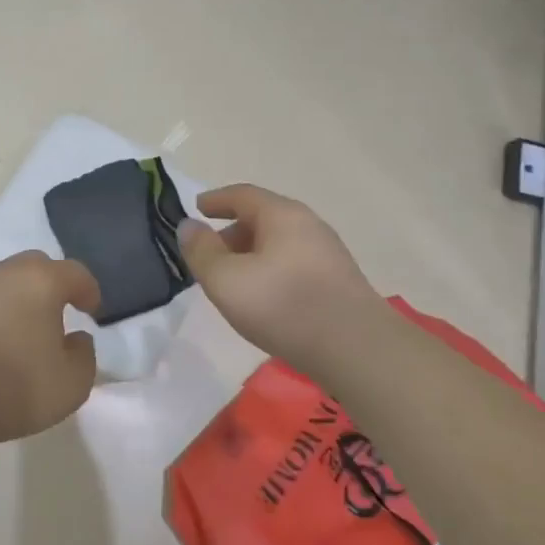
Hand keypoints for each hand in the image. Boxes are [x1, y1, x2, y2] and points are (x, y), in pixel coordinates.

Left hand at [0, 251, 101, 446]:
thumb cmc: (13, 387)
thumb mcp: (72, 384)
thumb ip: (85, 356)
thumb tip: (75, 338)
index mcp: (41, 282)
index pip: (75, 273)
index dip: (89, 291)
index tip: (93, 312)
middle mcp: (5, 274)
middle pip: (36, 266)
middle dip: (53, 285)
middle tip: (60, 313)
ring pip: (6, 282)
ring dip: (21, 299)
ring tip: (26, 331)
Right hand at [177, 184, 383, 377]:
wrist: (357, 350)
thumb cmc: (283, 306)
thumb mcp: (225, 280)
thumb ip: (201, 251)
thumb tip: (188, 226)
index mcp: (282, 215)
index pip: (242, 195)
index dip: (215, 200)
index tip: (196, 208)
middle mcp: (309, 225)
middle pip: (262, 217)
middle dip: (231, 232)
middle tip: (208, 255)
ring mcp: (328, 253)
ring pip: (278, 243)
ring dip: (251, 254)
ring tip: (232, 281)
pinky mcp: (338, 281)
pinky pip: (293, 263)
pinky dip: (270, 270)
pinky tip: (264, 298)